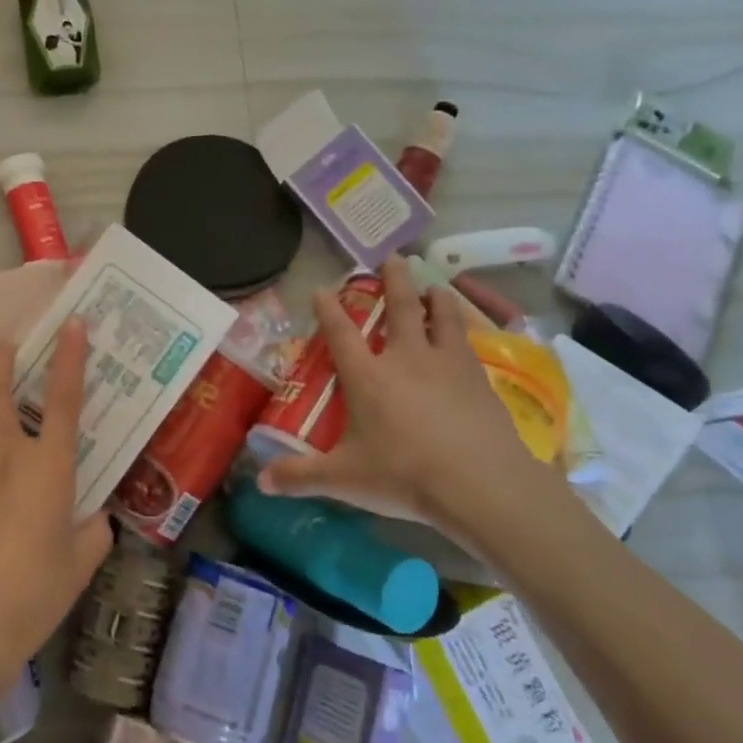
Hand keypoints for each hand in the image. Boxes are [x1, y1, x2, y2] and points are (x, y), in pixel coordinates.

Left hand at [0, 320, 111, 710]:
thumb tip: (97, 518)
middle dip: (2, 358)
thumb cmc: (35, 592)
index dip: (70, 356)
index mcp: (49, 465)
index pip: (63, 398)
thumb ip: (94, 533)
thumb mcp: (80, 563)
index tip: (73, 324)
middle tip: (7, 348)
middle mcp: (5, 452)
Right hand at [259, 257, 575, 557]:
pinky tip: (467, 337)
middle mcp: (406, 359)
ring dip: (437, 298)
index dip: (328, 309)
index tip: (322, 288)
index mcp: (368, 377)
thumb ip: (300, 476)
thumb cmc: (404, 476)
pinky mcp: (480, 380)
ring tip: (435, 287)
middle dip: (394, 280)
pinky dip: (464, 331)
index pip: (341, 333)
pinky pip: (469, 344)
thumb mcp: (344, 479)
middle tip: (394, 257)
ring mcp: (448, 365)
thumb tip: (261, 482)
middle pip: (400, 308)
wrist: (481, 485)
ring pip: (443, 317)